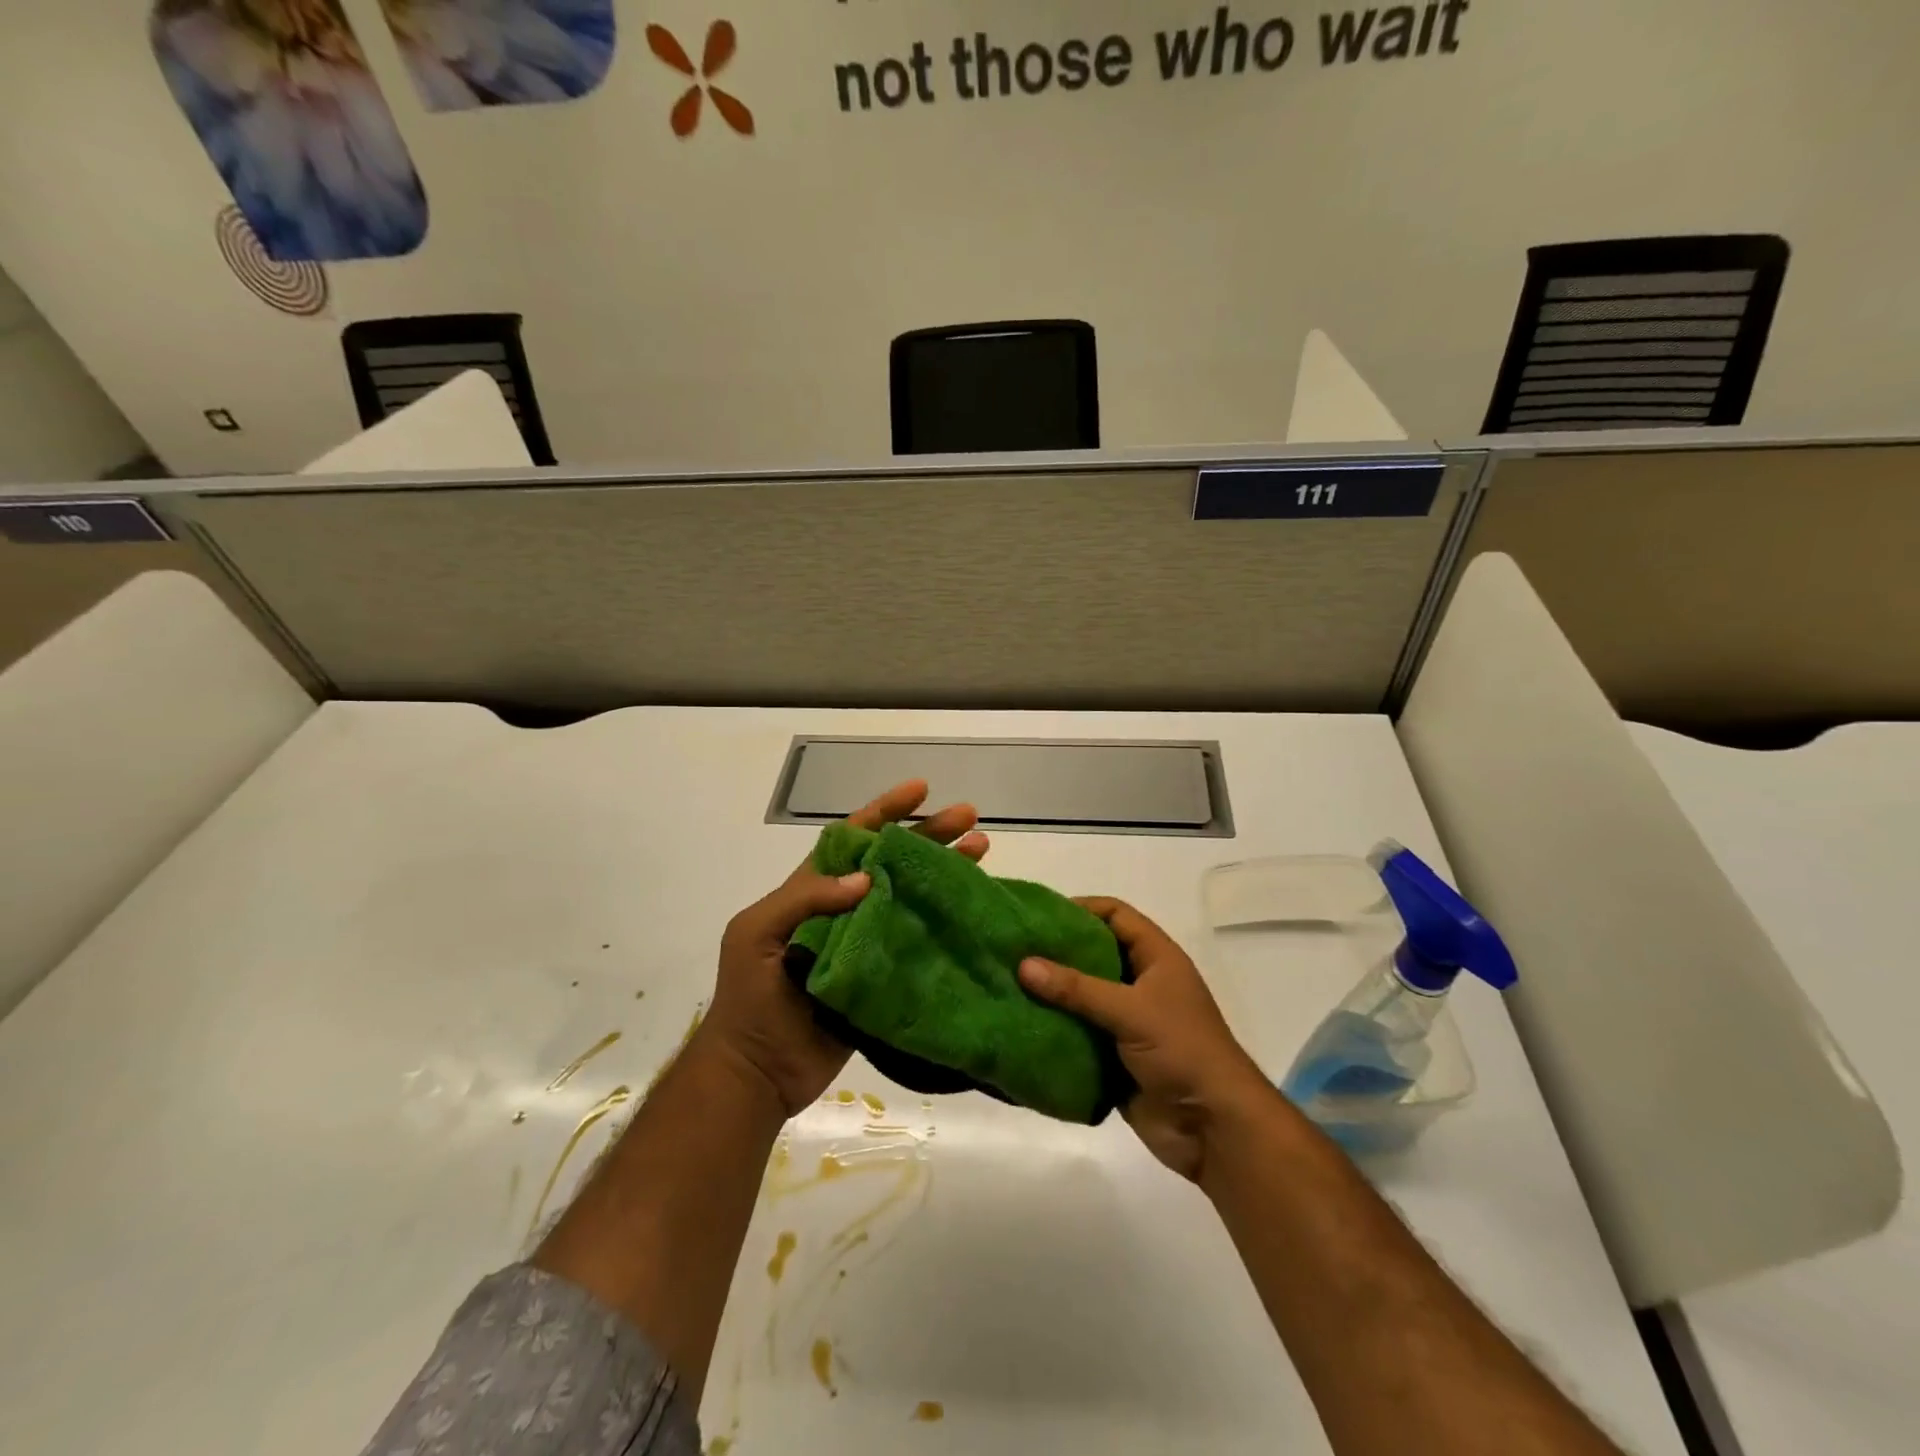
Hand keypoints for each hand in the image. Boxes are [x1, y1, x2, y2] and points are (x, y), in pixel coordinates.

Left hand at [698, 779, 988, 1118]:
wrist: (757, 1072)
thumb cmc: (749, 997)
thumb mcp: (757, 934)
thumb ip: (803, 899)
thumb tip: (866, 878)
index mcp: (813, 890)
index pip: (854, 838)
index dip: (886, 811)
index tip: (921, 789)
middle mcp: (846, 909)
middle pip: (894, 862)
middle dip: (930, 835)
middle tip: (971, 818)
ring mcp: (868, 943)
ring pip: (913, 897)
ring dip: (946, 874)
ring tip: (982, 852)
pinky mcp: (884, 978)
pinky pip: (919, 943)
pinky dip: (946, 925)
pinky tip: (974, 911)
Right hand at [1019, 898, 1271, 1181]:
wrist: (1213, 1128)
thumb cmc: (1182, 1051)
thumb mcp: (1131, 1011)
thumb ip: (1077, 988)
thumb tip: (1023, 964)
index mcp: (1157, 958)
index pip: (1116, 915)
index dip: (1081, 908)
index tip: (1039, 915)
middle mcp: (1141, 983)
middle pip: (1094, 953)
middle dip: (1057, 952)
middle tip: (1015, 949)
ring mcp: (1128, 1021)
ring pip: (1083, 996)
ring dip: (1052, 993)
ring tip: (1009, 984)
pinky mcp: (1115, 1056)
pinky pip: (1079, 1033)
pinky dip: (1055, 1029)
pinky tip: (1022, 1025)